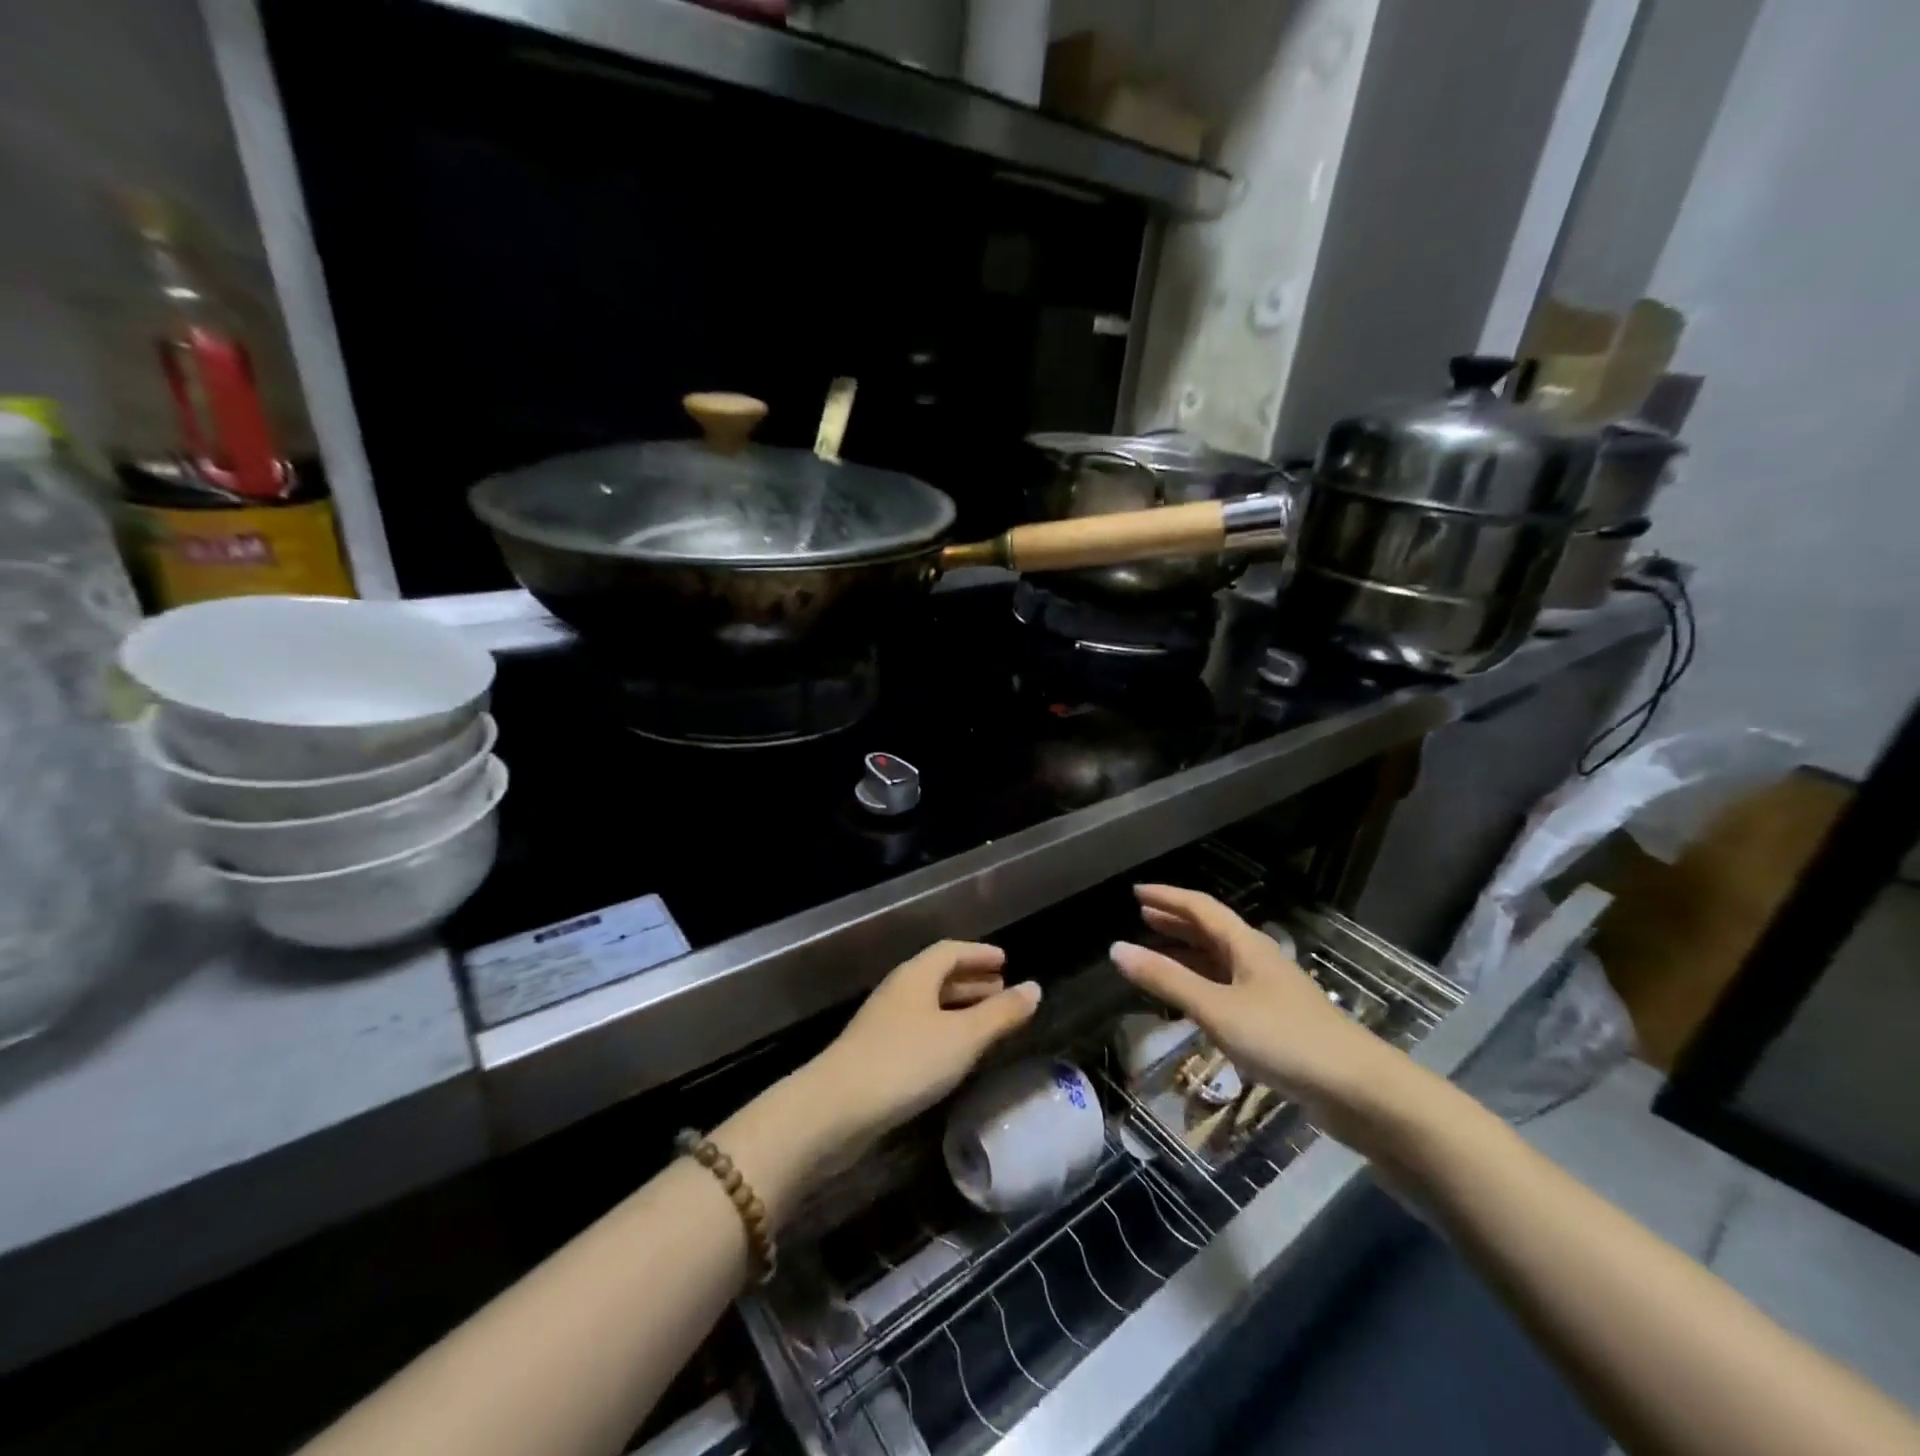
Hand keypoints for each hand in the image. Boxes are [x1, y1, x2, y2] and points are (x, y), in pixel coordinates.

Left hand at [807, 941, 1041, 1150]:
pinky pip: (919, 1028)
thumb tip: (1035, 988)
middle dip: (971, 979)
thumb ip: (1000, 1014)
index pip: (950, 951)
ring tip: (986, 1019)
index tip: (1005, 961)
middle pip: (937, 975)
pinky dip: (944, 1029)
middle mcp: (898, 991)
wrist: (836, 1109)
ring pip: (928, 1003)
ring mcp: (883, 1023)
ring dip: (958, 1006)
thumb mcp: (963, 1037)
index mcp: (916, 976)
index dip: (979, 954)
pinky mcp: (876, 1053)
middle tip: (1001, 987)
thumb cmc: (906, 1062)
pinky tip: (955, 1052)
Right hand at [1110, 885, 1405, 1128]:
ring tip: (1156, 954)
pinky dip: (1201, 984)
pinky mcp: (1276, 1022)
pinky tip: (1191, 1000)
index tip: (1136, 892)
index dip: (1168, 897)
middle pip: (1211, 931)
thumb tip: (1116, 949)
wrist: (1358, 1090)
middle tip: (1142, 918)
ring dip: (1187, 953)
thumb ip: (1167, 980)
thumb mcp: (1216, 1008)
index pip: (1201, 908)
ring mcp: (1269, 991)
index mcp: (1246, 945)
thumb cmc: (1284, 1039)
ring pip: (1220, 961)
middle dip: (1176, 922)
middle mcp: (1257, 960)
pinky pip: (1227, 989)